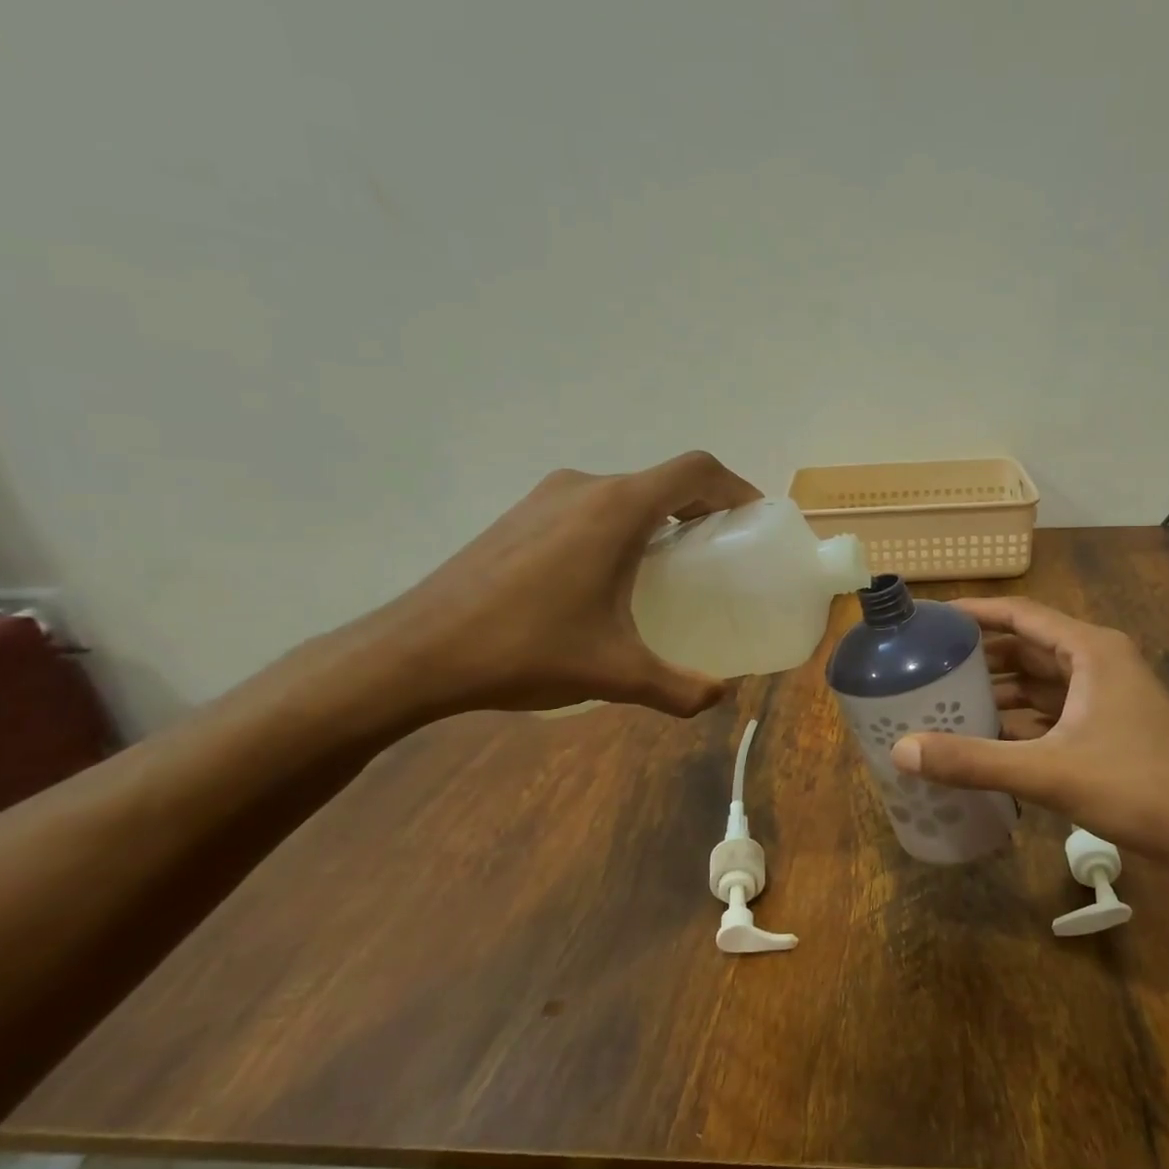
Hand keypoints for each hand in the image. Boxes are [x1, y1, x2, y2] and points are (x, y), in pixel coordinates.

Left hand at [367, 451, 760, 717]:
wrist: (416, 652)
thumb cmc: (525, 649)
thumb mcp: (615, 673)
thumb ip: (678, 688)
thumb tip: (719, 697)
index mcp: (617, 509)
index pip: (695, 471)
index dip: (734, 487)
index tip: (752, 520)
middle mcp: (584, 488)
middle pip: (662, 479)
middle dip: (700, 507)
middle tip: (719, 550)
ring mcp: (546, 497)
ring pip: (623, 492)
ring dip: (658, 515)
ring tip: (670, 564)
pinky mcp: (520, 515)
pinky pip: (590, 506)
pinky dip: (620, 524)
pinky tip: (609, 575)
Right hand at [888, 597, 1168, 857]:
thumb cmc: (1136, 787)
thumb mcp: (1047, 771)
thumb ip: (973, 760)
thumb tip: (900, 750)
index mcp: (1090, 650)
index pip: (1021, 614)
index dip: (975, 611)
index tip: (933, 616)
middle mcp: (1099, 662)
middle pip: (1028, 646)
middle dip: (982, 655)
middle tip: (930, 663)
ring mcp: (1108, 696)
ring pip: (1042, 681)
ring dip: (1001, 689)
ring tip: (949, 699)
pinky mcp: (1112, 728)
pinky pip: (1055, 710)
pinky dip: (1022, 719)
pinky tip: (989, 736)